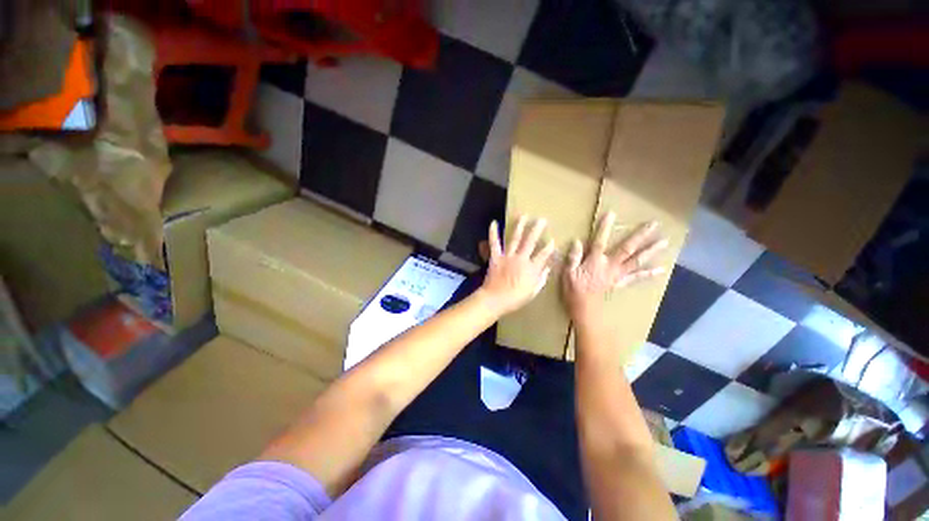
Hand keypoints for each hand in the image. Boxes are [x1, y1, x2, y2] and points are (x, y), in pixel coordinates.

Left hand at [478, 216, 554, 315]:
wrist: (495, 299)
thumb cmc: (515, 299)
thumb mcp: (532, 292)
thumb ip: (541, 279)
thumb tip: (548, 268)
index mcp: (532, 268)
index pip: (543, 255)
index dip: (549, 247)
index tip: (553, 240)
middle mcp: (521, 259)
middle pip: (531, 242)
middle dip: (537, 229)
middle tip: (541, 219)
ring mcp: (508, 256)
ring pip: (515, 239)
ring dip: (520, 226)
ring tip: (523, 215)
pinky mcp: (496, 257)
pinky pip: (495, 243)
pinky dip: (493, 233)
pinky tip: (494, 222)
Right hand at [563, 212, 667, 326]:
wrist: (584, 308)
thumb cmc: (573, 289)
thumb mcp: (567, 272)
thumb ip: (573, 257)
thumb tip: (577, 241)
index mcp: (595, 261)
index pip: (599, 242)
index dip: (604, 228)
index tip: (611, 214)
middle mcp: (610, 265)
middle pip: (627, 249)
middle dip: (640, 236)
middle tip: (654, 225)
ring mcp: (618, 274)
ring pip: (636, 261)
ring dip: (650, 251)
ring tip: (664, 242)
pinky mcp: (620, 282)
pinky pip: (636, 277)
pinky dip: (648, 273)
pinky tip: (661, 269)